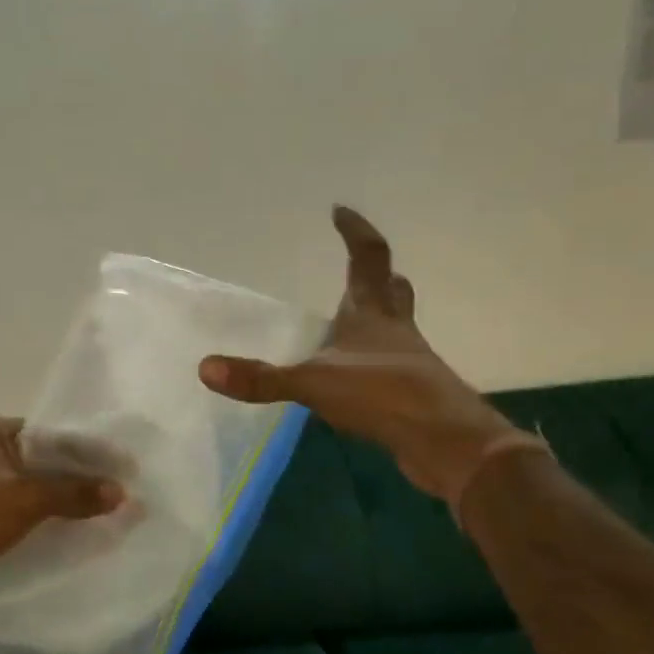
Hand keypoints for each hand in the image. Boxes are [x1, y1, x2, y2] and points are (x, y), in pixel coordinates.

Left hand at [0, 417, 123, 621]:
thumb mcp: (24, 497)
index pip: (51, 433)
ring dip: (71, 507)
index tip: (127, 464)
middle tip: (129, 492)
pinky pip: (30, 521)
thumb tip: (123, 493)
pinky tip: (87, 536)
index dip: (88, 449)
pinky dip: (54, 527)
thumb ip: (74, 492)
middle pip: (48, 465)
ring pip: (40, 495)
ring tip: (117, 516)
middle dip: (84, 480)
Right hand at [198, 206, 521, 499]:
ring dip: (377, 318)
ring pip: (396, 327)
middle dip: (375, 275)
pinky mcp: (413, 394)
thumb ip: (261, 379)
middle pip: (392, 290)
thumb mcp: (314, 384)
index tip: (339, 211)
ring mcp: (409, 362)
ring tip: (348, 323)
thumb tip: (205, 368)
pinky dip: (374, 362)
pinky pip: (392, 365)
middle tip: (356, 269)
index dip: (355, 232)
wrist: (447, 443)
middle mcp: (396, 330)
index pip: (368, 258)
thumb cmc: (384, 396)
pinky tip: (354, 379)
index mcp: (373, 314)